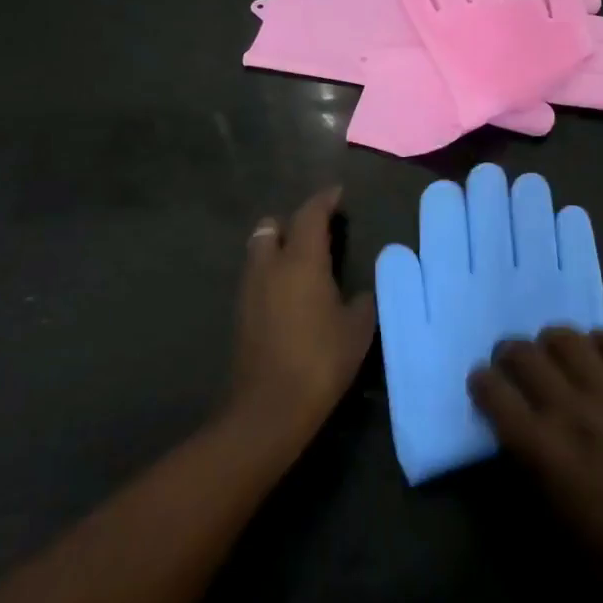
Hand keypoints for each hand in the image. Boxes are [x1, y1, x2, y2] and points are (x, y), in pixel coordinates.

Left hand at [229, 187, 377, 452]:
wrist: (269, 409)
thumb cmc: (320, 360)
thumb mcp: (357, 329)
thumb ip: (361, 300)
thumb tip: (359, 291)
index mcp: (301, 260)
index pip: (310, 214)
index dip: (324, 200)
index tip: (337, 194)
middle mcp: (269, 266)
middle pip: (271, 226)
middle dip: (291, 222)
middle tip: (316, 231)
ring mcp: (249, 290)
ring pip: (259, 252)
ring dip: (277, 247)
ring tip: (304, 262)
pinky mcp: (241, 315)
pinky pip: (256, 277)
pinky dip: (271, 273)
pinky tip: (290, 293)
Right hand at [470, 327, 602, 599]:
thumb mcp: (546, 514)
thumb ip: (524, 461)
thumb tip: (512, 423)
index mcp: (543, 449)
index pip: (495, 393)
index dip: (481, 381)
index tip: (481, 381)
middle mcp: (573, 412)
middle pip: (527, 355)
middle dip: (509, 352)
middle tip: (511, 362)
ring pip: (570, 339)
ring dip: (551, 341)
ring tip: (552, 353)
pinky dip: (601, 342)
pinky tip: (595, 354)